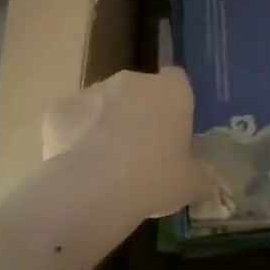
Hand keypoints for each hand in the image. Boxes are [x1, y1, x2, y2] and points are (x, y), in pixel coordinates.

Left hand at [41, 68, 213, 221]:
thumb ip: (204, 177)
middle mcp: (132, 80)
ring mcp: (92, 91)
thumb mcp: (192, 184)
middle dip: (139, 114)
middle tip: (141, 154)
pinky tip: (79, 169)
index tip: (172, 131)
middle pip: (138, 91)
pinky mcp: (59, 110)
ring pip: (103, 104)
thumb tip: (210, 181)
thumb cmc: (155, 178)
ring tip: (107, 166)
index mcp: (171, 91)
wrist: (93, 189)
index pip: (177, 81)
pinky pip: (72, 122)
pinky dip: (74, 139)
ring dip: (106, 125)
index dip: (174, 104)